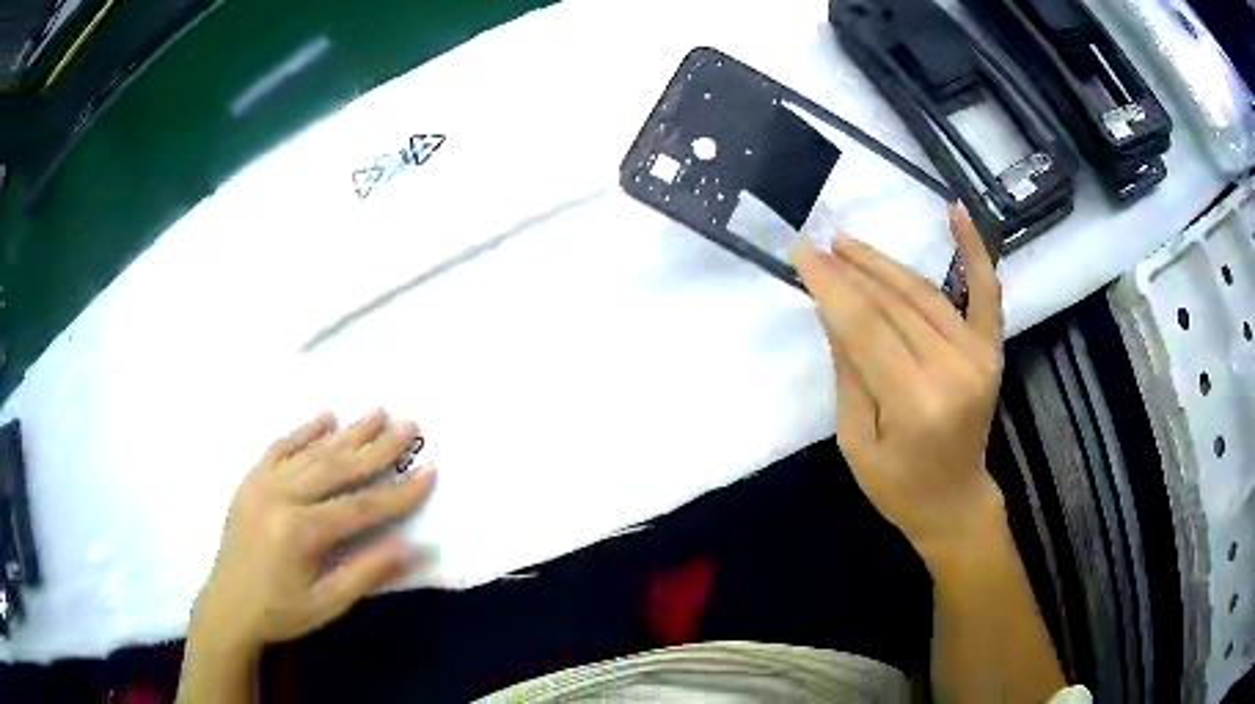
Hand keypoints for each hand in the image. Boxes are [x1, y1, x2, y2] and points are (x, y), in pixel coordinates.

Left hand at [191, 410, 434, 655]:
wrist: (227, 606)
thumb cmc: (281, 612)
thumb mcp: (328, 604)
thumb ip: (367, 572)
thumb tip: (411, 547)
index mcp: (299, 531)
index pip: (360, 506)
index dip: (399, 491)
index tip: (430, 469)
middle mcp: (280, 496)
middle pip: (337, 467)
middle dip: (377, 447)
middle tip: (409, 425)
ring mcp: (261, 482)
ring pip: (311, 451)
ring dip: (347, 432)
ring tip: (377, 412)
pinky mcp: (250, 479)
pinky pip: (280, 447)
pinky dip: (305, 431)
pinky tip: (325, 417)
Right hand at [794, 203, 1002, 553]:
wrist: (955, 501)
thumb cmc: (897, 487)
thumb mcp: (855, 440)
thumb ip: (849, 371)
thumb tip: (831, 308)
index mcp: (916, 401)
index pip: (866, 325)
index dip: (830, 285)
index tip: (800, 254)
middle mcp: (954, 369)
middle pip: (894, 303)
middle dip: (850, 271)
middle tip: (817, 248)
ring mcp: (979, 355)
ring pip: (925, 293)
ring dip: (884, 264)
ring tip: (848, 244)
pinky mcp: (992, 349)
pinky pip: (986, 292)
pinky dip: (974, 250)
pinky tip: (956, 211)